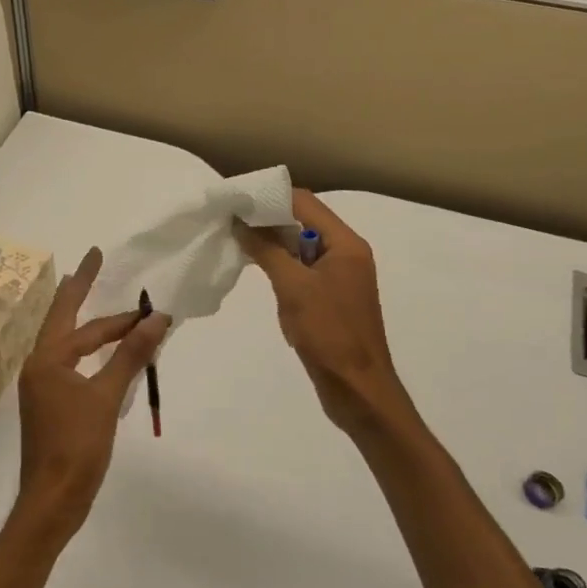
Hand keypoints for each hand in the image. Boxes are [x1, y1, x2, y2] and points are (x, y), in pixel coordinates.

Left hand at [13, 246, 169, 545]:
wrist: (52, 500)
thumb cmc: (77, 446)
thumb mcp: (106, 397)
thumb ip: (131, 355)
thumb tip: (156, 318)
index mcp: (46, 359)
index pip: (77, 316)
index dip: (97, 292)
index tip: (107, 264)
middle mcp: (39, 366)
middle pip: (66, 323)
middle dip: (88, 299)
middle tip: (105, 271)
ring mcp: (43, 387)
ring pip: (69, 346)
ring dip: (92, 329)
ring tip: (110, 309)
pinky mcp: (51, 405)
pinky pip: (73, 366)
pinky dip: (92, 354)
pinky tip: (106, 356)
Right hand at [236, 191, 412, 437]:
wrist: (357, 389)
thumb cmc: (329, 334)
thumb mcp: (294, 288)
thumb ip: (267, 250)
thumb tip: (240, 221)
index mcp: (346, 245)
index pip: (305, 203)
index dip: (269, 197)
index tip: (235, 199)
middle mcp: (346, 254)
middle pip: (303, 222)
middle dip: (267, 219)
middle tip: (229, 219)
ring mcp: (339, 278)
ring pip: (300, 247)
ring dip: (271, 243)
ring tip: (235, 241)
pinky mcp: (330, 299)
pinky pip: (302, 271)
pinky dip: (280, 266)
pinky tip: (257, 271)